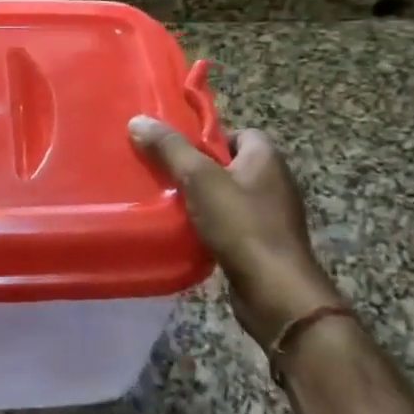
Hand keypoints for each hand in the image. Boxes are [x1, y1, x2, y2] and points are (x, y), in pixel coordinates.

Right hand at [129, 117, 341, 349]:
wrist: (275, 293)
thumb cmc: (241, 225)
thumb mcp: (200, 179)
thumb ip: (170, 148)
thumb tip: (138, 120)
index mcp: (266, 158)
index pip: (238, 132)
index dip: (208, 137)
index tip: (178, 148)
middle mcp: (274, 182)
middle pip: (229, 164)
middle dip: (199, 168)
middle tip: (166, 173)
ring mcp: (272, 216)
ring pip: (228, 196)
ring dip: (203, 199)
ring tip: (169, 201)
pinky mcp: (264, 244)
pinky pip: (232, 224)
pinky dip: (211, 225)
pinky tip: (187, 231)